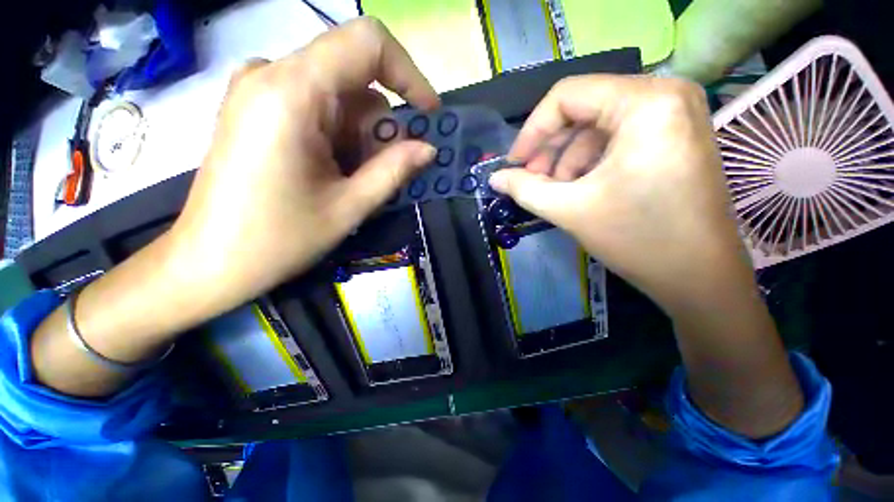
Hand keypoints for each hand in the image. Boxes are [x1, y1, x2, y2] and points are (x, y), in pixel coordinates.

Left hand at [171, 17, 438, 305]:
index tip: (428, 115)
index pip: (367, 43)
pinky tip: (333, 171)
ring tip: (353, 181)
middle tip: (384, 173)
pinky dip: (340, 136)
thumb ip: (395, 170)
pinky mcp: (258, 108)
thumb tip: (429, 149)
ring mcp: (260, 89)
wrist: (210, 263)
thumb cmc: (279, 239)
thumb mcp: (350, 206)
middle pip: (355, 78)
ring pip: (339, 96)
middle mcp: (271, 75)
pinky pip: (317, 106)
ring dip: (361, 137)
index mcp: (292, 92)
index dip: (408, 74)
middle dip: (381, 127)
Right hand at [490, 76, 750, 312]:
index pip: (567, 95)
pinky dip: (590, 162)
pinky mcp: (675, 136)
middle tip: (531, 181)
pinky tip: (578, 189)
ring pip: (598, 126)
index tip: (514, 164)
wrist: (699, 277)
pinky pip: (617, 138)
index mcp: (645, 102)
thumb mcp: (569, 209)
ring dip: (568, 159)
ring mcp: (675, 115)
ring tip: (554, 191)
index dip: (532, 130)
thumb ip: (524, 189)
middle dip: (550, 148)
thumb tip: (495, 178)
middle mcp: (665, 95)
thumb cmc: (637, 239)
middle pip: (583, 109)